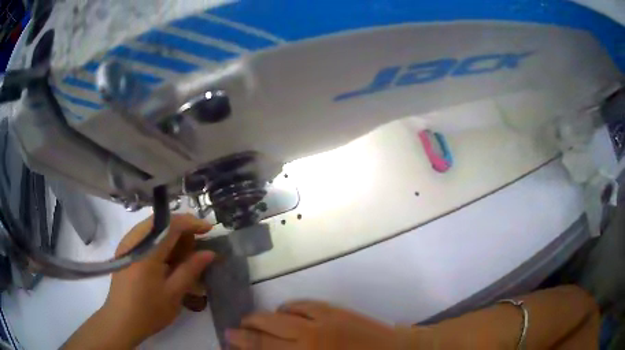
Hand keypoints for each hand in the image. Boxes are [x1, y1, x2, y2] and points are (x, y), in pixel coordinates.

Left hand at [63, 214, 214, 349]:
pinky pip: (145, 237)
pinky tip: (167, 260)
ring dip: (171, 237)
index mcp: (146, 251)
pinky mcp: (125, 251)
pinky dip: (160, 243)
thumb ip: (190, 270)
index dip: (191, 222)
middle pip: (161, 222)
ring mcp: (127, 244)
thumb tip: (209, 253)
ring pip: (153, 228)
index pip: (171, 224)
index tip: (209, 230)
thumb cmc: (149, 311)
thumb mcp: (173, 293)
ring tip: (183, 256)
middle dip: (182, 231)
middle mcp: (134, 240)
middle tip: (196, 249)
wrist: (121, 321)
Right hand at [226, 301, 401, 349]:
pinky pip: (301, 305)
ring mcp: (321, 323)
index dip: (243, 344)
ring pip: (279, 316)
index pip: (263, 349)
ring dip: (263, 318)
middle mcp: (307, 341)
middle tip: (234, 328)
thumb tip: (271, 349)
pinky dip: (288, 308)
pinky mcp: (334, 311)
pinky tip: (284, 311)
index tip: (228, 338)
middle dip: (245, 330)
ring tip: (254, 320)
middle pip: (265, 332)